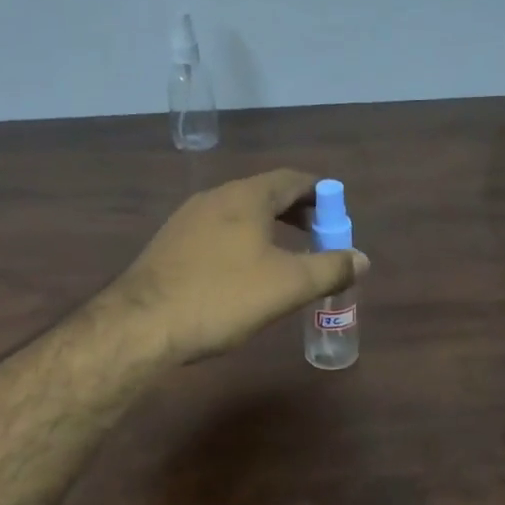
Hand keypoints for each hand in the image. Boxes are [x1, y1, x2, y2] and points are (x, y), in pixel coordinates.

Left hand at [111, 169, 365, 363]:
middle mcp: (215, 198)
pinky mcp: (170, 245)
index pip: (293, 180)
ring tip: (287, 257)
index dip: (321, 194)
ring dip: (269, 229)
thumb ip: (331, 268)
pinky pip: (218, 233)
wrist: (143, 324)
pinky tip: (244, 273)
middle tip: (319, 238)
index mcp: (246, 197)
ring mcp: (187, 220)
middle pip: (266, 194)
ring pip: (240, 214)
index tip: (338, 214)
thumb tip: (362, 258)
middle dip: (297, 213)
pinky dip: (243, 242)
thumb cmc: (222, 297)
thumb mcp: (288, 285)